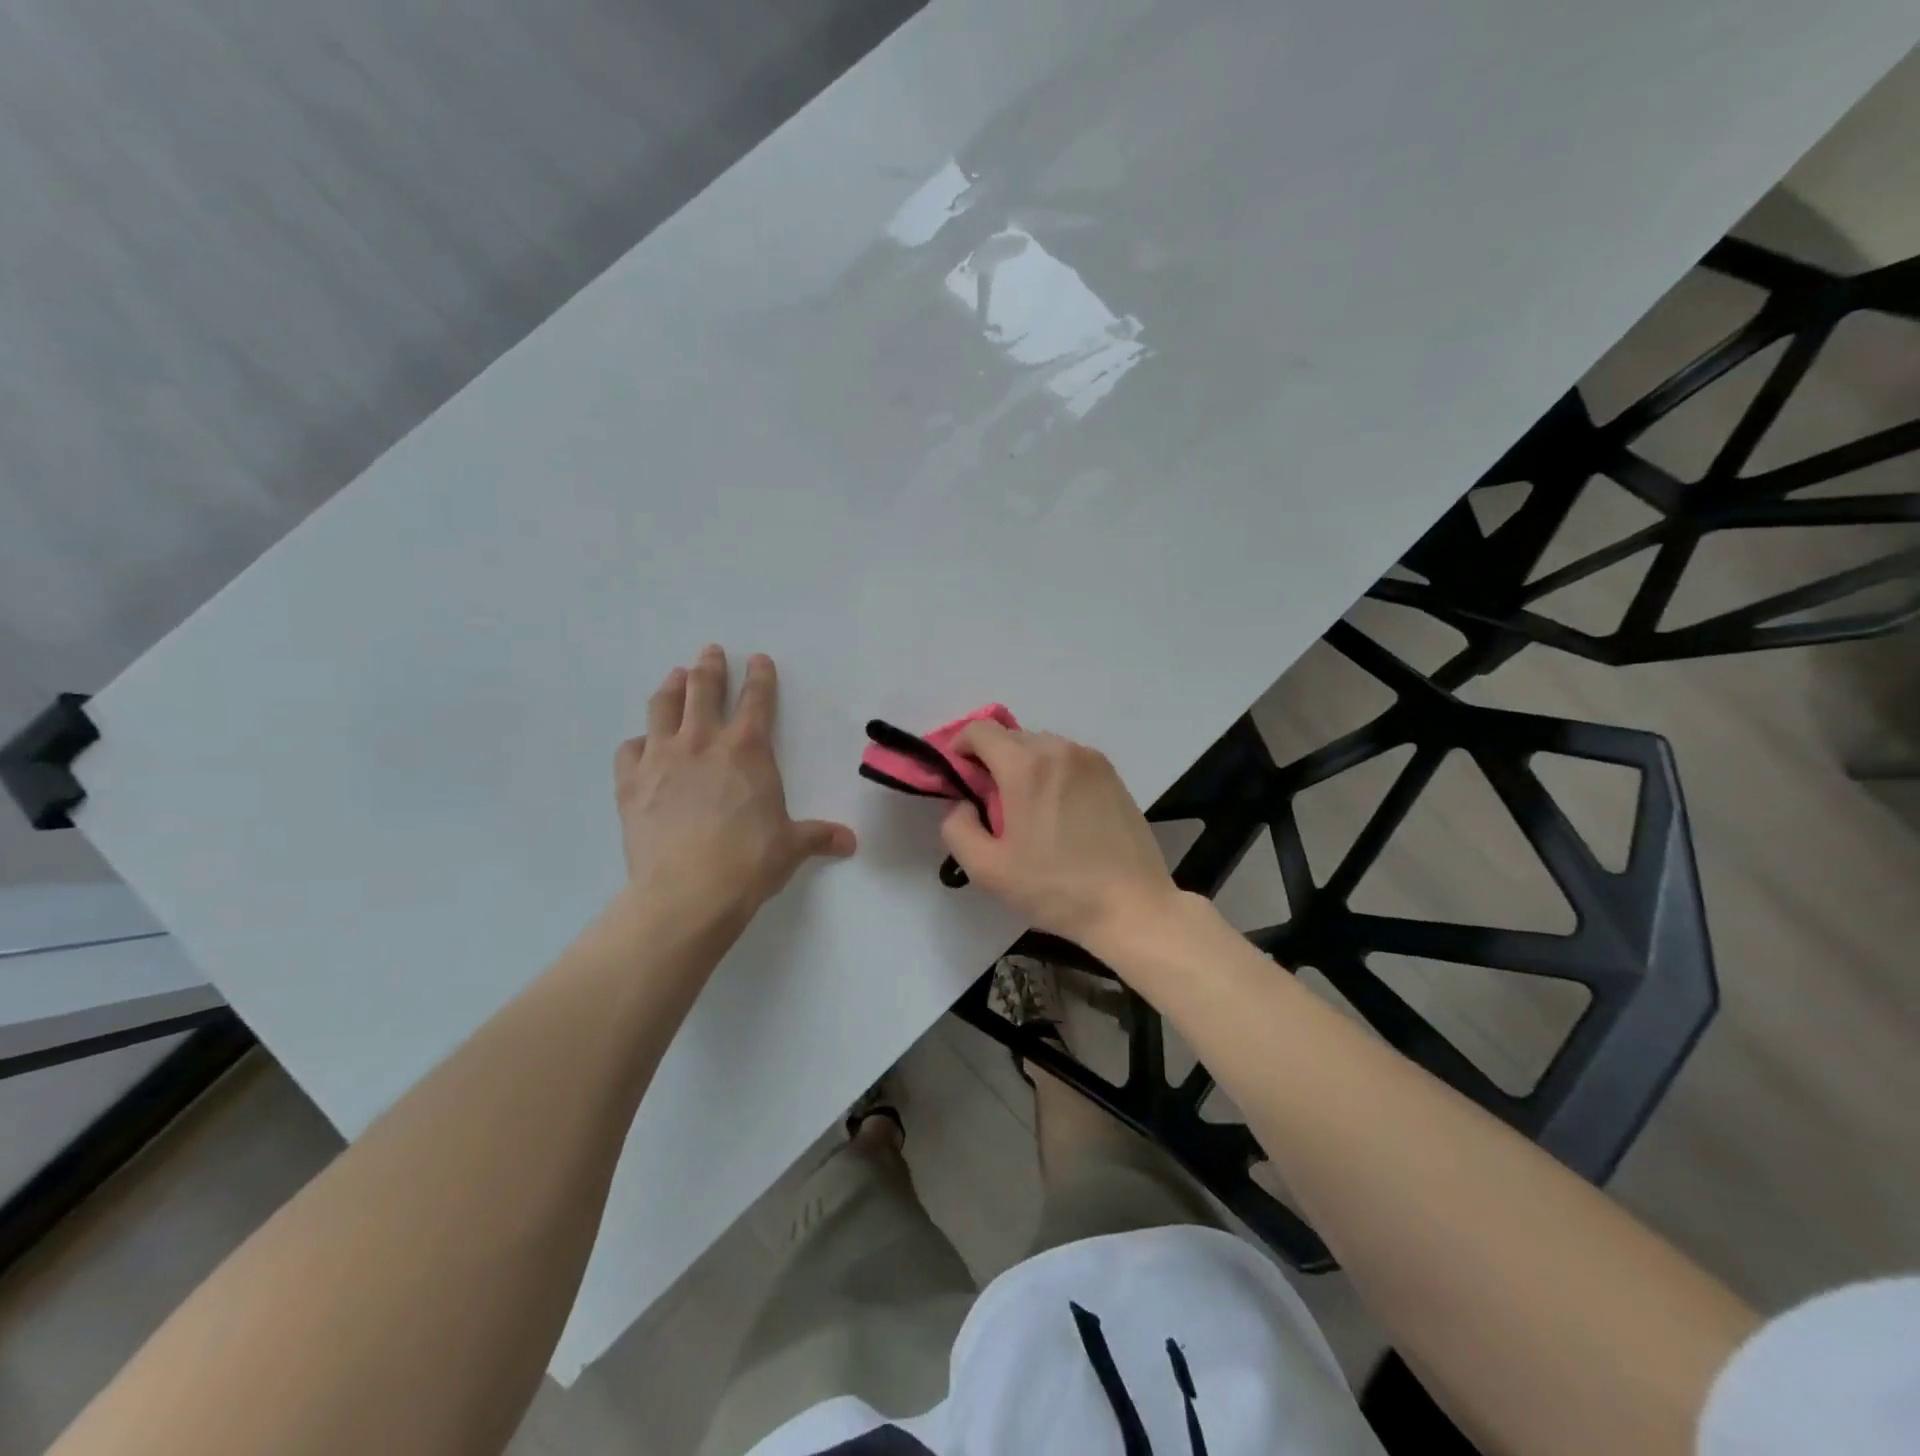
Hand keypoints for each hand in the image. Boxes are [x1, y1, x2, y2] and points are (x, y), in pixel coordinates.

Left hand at [614, 646, 855, 929]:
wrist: (687, 892)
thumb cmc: (749, 862)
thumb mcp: (791, 847)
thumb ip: (819, 836)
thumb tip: (850, 842)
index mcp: (748, 749)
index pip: (757, 699)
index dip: (760, 676)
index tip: (758, 659)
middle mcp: (702, 742)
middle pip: (703, 689)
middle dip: (709, 667)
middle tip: (710, 652)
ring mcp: (661, 758)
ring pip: (662, 707)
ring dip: (671, 687)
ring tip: (675, 676)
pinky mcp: (631, 782)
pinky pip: (629, 749)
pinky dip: (638, 743)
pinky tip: (641, 745)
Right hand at [939, 721, 1178, 948]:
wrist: (1132, 907)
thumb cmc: (1055, 888)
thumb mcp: (987, 869)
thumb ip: (957, 827)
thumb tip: (963, 803)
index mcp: (1027, 766)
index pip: (980, 730)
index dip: (960, 749)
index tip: (960, 781)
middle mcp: (1060, 749)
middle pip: (1010, 738)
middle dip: (992, 763)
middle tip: (992, 807)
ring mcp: (1092, 759)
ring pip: (1041, 747)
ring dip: (1024, 768)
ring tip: (1028, 813)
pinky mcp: (1113, 775)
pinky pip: (1068, 761)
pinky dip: (1053, 775)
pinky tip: (1059, 815)